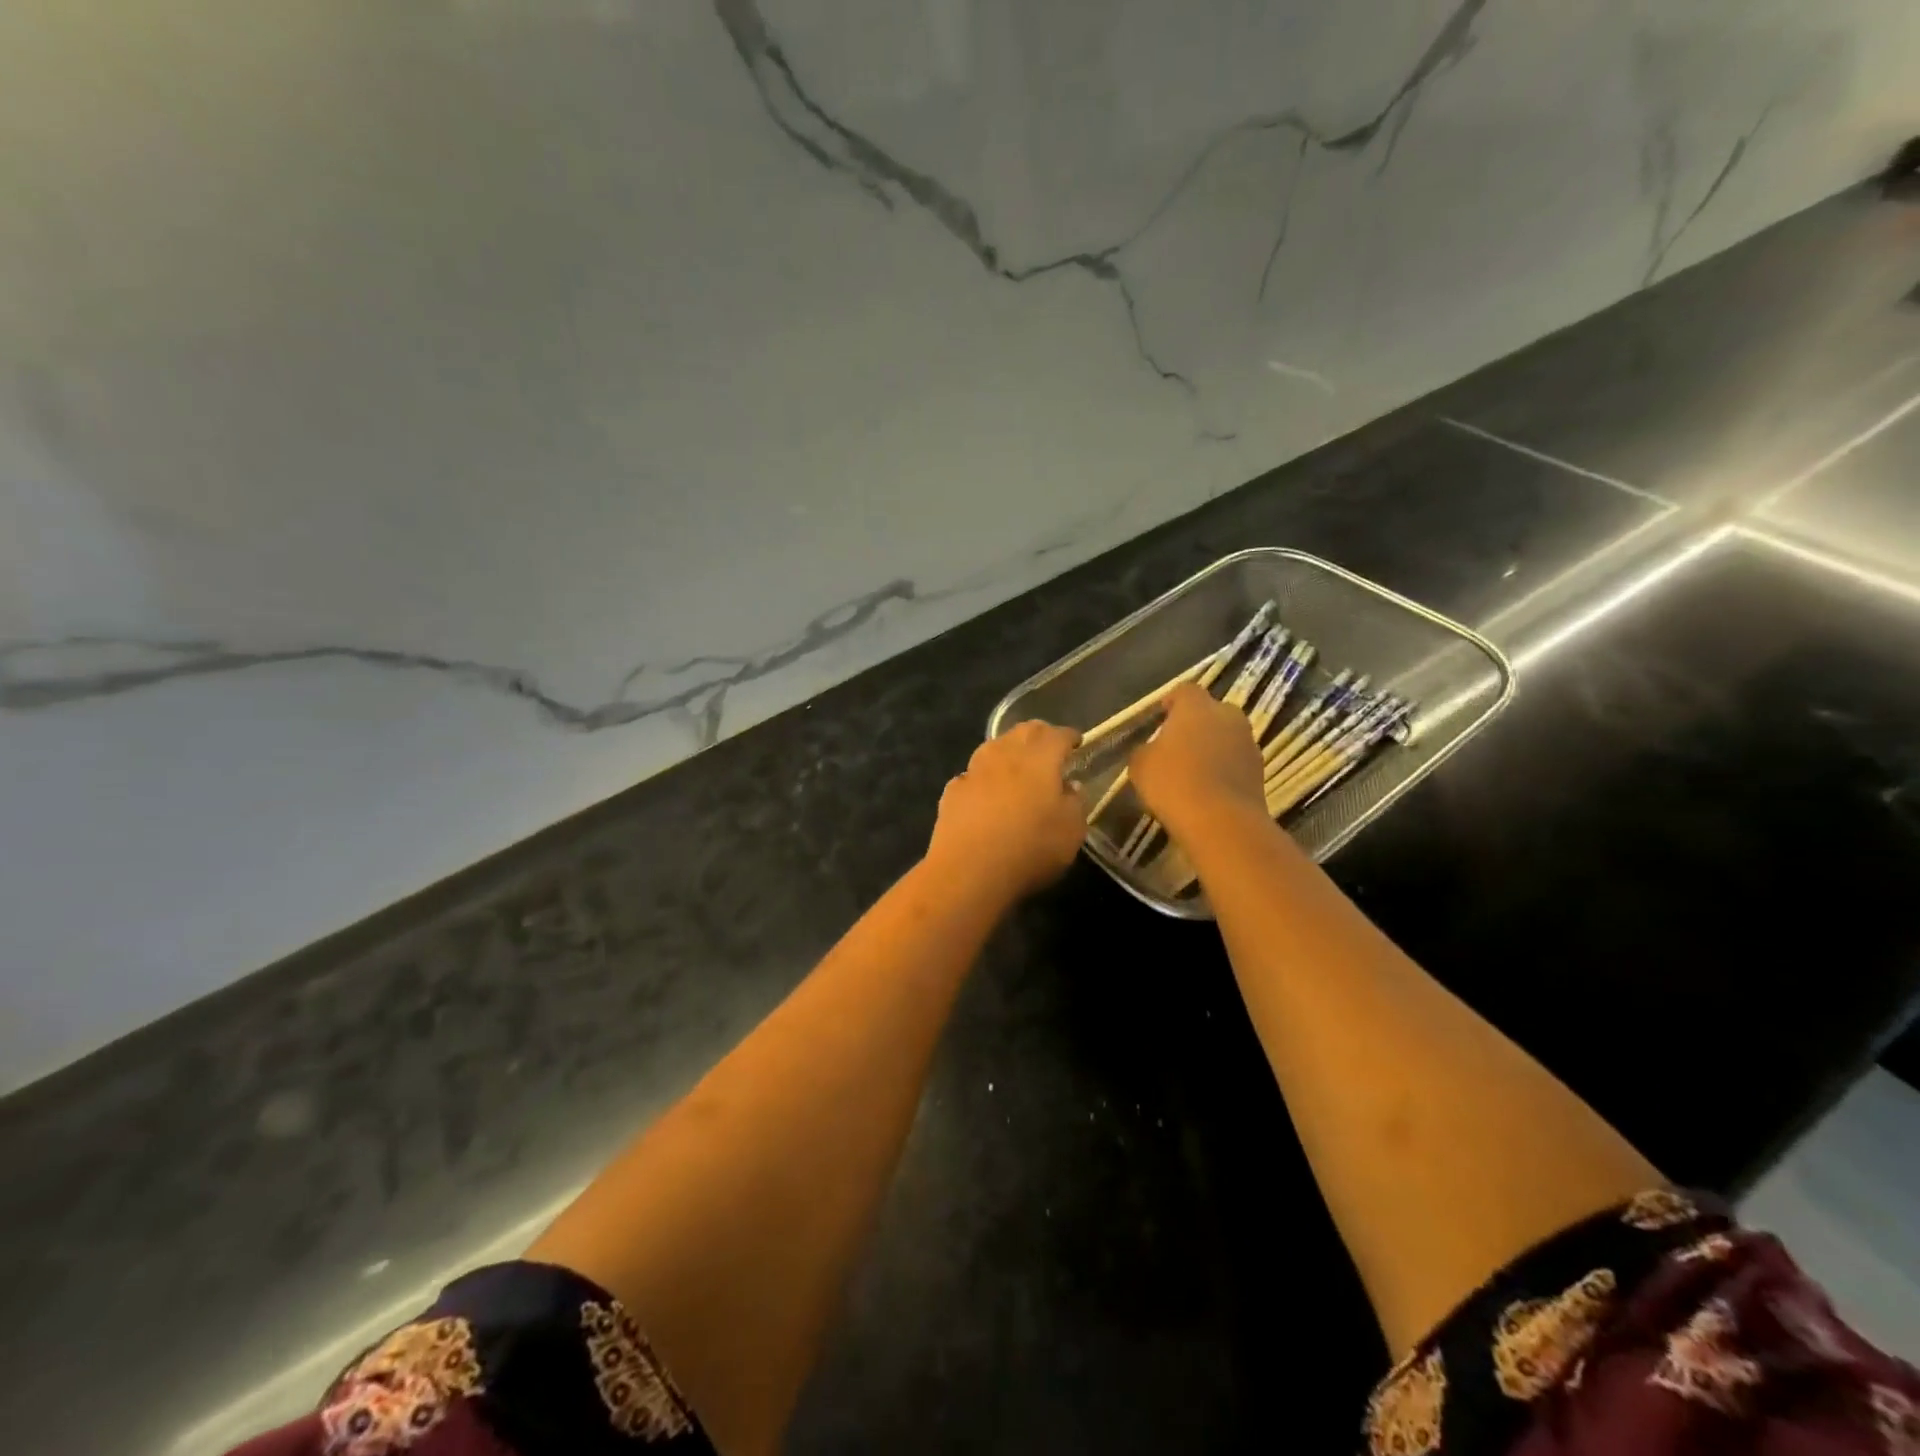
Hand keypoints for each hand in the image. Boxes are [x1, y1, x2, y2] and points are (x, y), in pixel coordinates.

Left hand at [926, 720, 1084, 903]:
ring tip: (1017, 765)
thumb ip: (1075, 803)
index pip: (1057, 735)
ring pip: (994, 747)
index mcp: (1040, 758)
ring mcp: (974, 770)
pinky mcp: (952, 791)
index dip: (1069, 736)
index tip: (1076, 742)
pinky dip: (984, 777)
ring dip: (1008, 750)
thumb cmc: (1030, 848)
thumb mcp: (1071, 831)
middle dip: (1039, 735)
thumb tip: (1070, 787)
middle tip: (1049, 747)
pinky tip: (986, 791)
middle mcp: (1005, 754)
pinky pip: (972, 775)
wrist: (968, 870)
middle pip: (1023, 732)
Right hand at [1128, 682, 1268, 839]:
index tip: (1160, 717)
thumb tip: (1153, 749)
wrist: (1221, 822)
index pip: (1184, 691)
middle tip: (1177, 745)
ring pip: (1226, 737)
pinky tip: (1207, 790)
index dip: (1172, 702)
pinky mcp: (1260, 772)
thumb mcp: (1140, 764)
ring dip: (1212, 748)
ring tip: (1192, 772)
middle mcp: (1228, 717)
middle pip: (1211, 712)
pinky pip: (1236, 762)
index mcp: (1196, 707)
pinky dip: (1224, 770)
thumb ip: (1146, 749)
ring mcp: (1248, 743)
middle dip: (1196, 724)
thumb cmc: (1173, 783)